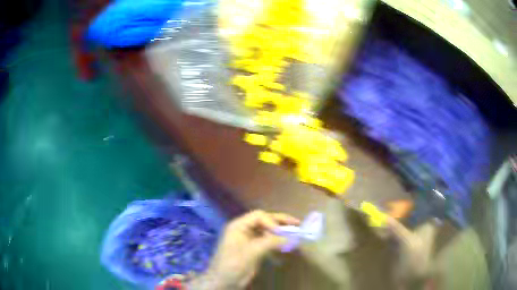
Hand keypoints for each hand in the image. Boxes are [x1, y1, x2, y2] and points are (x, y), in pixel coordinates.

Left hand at [189, 210, 299, 288]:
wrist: (224, 281)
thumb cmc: (233, 264)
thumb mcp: (251, 252)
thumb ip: (270, 242)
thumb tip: (289, 237)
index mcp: (239, 226)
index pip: (258, 216)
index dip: (271, 221)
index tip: (282, 232)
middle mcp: (244, 230)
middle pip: (264, 221)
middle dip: (280, 223)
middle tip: (297, 224)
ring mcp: (249, 240)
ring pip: (268, 232)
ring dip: (280, 233)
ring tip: (295, 233)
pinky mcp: (254, 250)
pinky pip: (268, 242)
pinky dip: (277, 243)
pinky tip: (286, 247)